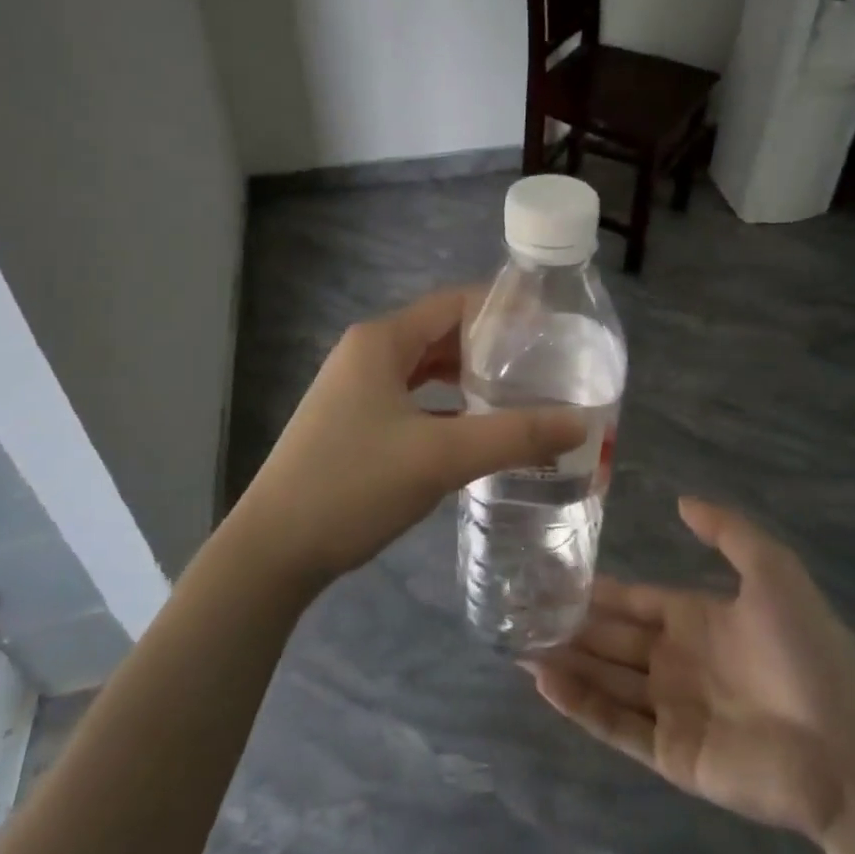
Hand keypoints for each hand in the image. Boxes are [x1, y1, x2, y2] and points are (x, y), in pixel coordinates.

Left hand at [234, 287, 585, 587]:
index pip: (455, 303)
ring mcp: (357, 389)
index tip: (552, 330)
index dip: (504, 311)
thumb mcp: (441, 457)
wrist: (273, 550)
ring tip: (522, 396)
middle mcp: (368, 353)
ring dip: (470, 380)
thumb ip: (514, 436)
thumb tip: (581, 423)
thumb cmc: (354, 485)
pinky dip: (447, 407)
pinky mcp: (355, 422)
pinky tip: (478, 430)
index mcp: (382, 340)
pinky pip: (413, 400)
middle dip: (493, 349)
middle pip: (442, 334)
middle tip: (546, 368)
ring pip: (427, 370)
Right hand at [526, 498, 854, 841]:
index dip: (598, 592)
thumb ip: (727, 530)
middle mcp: (678, 663)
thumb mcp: (772, 570)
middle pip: (613, 641)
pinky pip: (617, 725)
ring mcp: (673, 710)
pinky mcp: (672, 754)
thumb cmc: (806, 651)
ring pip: (607, 681)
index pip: (635, 602)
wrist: (847, 747)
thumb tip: (682, 500)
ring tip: (519, 644)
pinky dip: (580, 705)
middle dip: (571, 627)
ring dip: (566, 663)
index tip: (554, 576)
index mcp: (697, 621)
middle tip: (521, 612)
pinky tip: (545, 682)